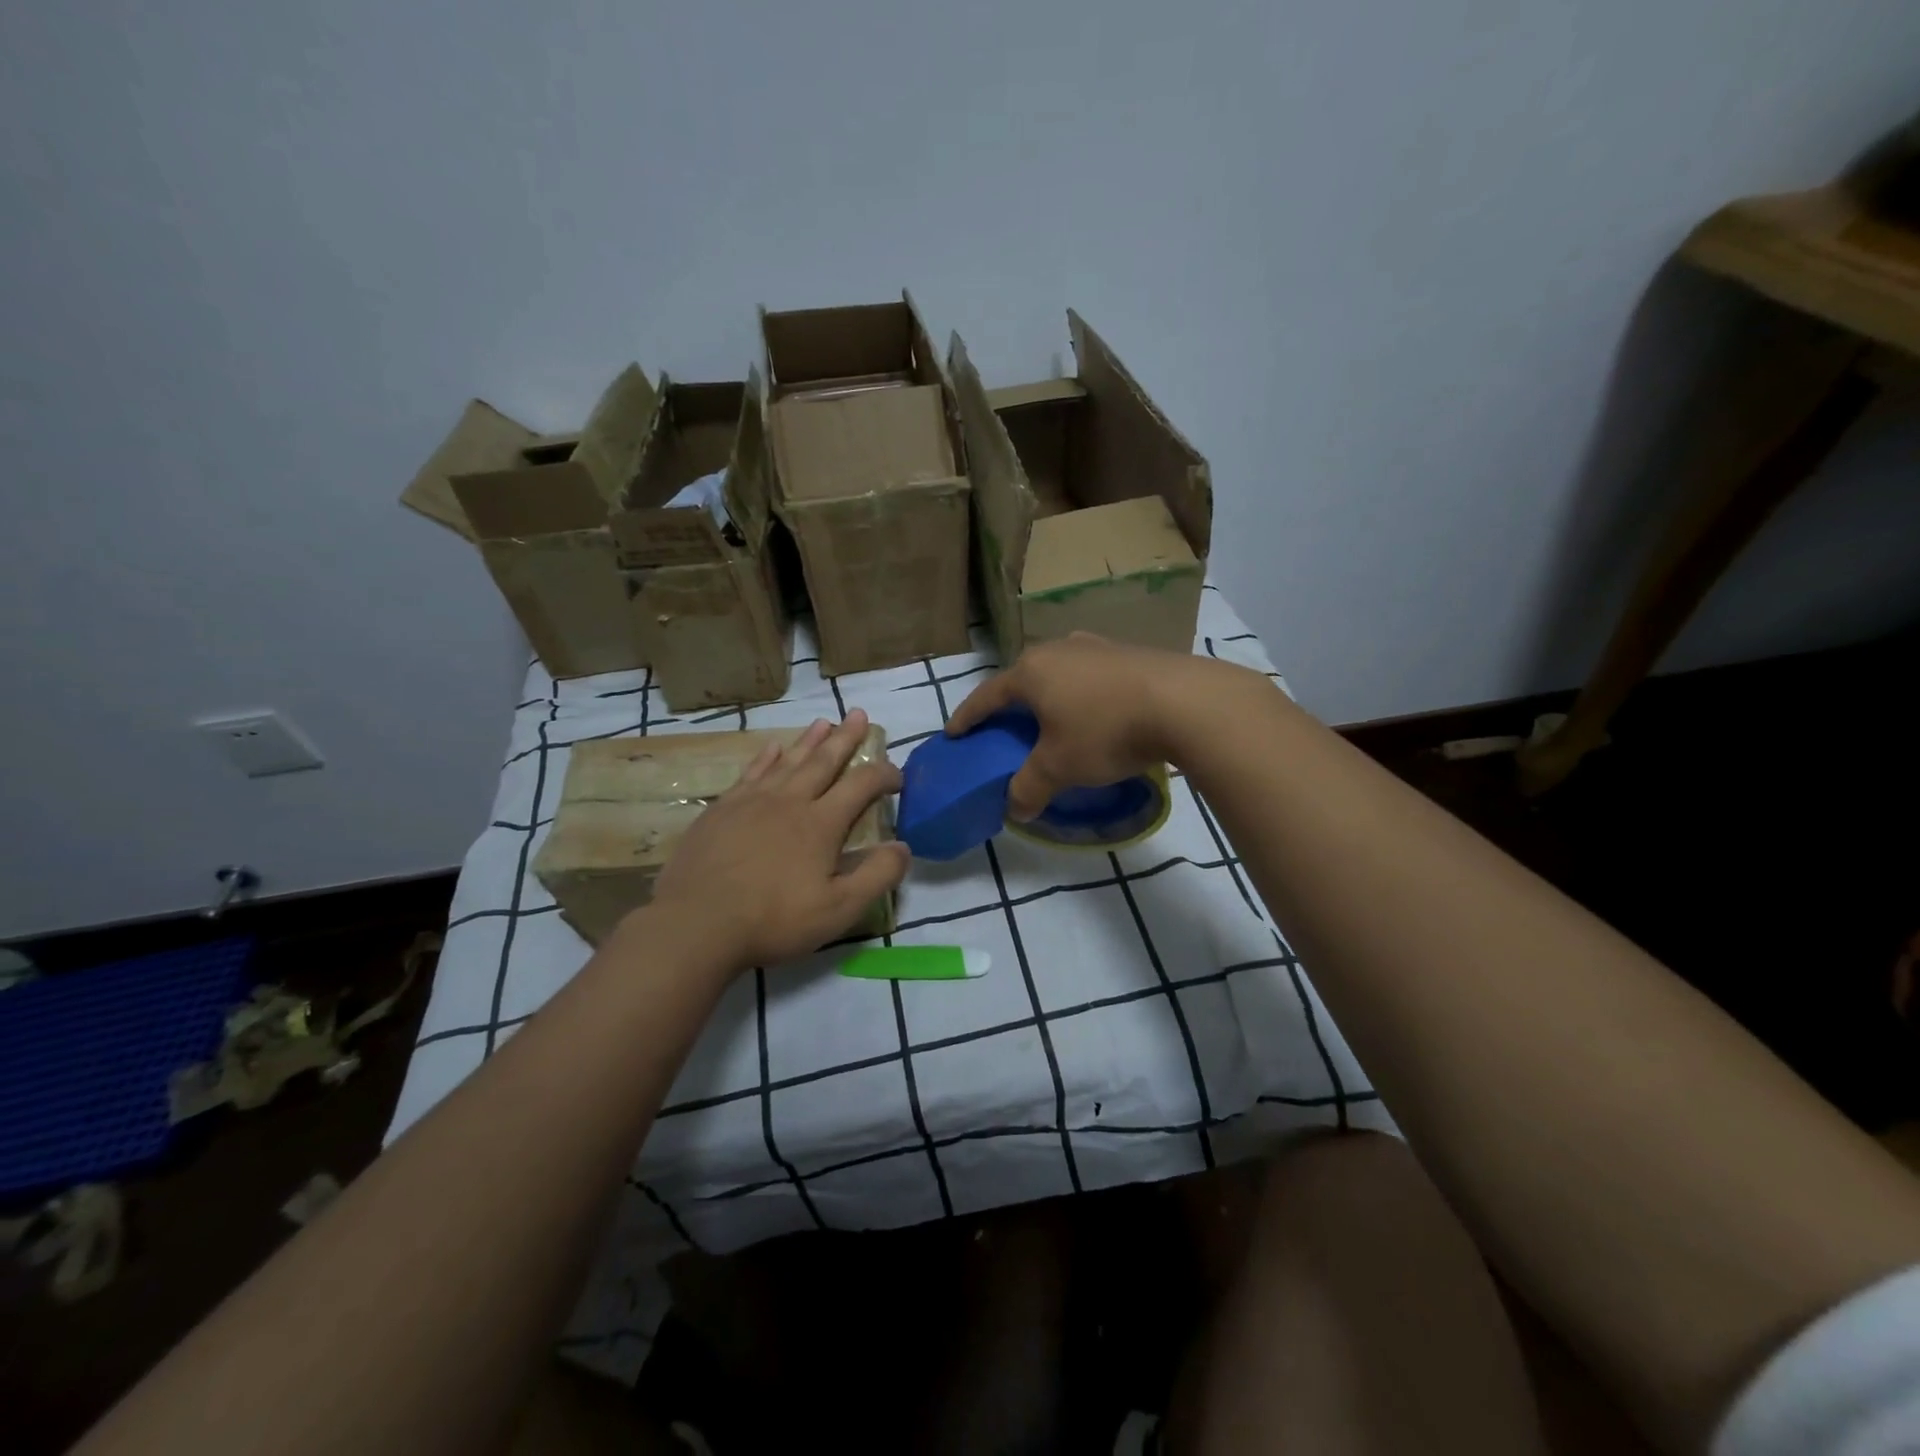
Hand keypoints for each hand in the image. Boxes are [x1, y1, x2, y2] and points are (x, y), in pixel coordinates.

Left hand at [649, 711, 909, 969]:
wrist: (697, 923)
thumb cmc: (774, 919)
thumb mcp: (838, 909)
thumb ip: (876, 876)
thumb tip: (903, 846)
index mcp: (821, 823)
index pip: (861, 785)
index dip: (883, 775)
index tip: (898, 775)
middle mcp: (790, 801)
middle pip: (824, 761)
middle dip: (845, 737)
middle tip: (859, 714)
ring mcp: (752, 801)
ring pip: (788, 760)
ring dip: (809, 740)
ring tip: (823, 721)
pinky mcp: (722, 810)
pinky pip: (750, 773)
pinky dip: (765, 757)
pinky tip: (772, 748)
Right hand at [947, 633, 1235, 819]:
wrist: (1185, 703)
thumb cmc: (1106, 731)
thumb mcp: (1059, 768)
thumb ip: (1029, 788)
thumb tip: (1015, 808)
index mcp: (1031, 672)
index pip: (987, 696)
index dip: (968, 717)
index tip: (954, 733)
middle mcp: (1059, 649)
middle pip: (1023, 678)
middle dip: (1011, 704)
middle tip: (1005, 728)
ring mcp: (1096, 646)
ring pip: (1059, 672)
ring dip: (1050, 695)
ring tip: (1052, 718)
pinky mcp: (1129, 651)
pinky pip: (1091, 675)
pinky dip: (1082, 694)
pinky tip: (1096, 711)